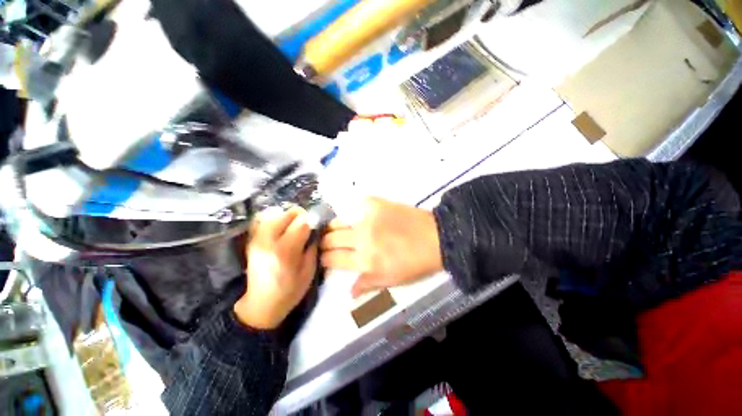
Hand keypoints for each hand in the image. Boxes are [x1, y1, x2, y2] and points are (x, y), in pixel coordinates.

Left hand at [234, 207, 317, 329]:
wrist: (260, 304)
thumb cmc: (290, 290)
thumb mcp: (309, 270)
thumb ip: (313, 246)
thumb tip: (316, 228)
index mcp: (285, 250)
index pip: (302, 222)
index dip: (313, 221)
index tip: (318, 226)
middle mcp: (268, 240)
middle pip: (287, 214)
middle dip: (301, 217)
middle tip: (307, 227)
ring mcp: (257, 239)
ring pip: (276, 214)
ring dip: (289, 218)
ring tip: (295, 229)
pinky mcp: (252, 240)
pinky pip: (265, 221)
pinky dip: (277, 221)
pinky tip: (282, 231)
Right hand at [320, 197, 442, 296]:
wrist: (435, 237)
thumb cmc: (415, 263)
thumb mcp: (392, 280)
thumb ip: (368, 284)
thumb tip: (349, 292)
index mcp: (365, 261)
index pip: (333, 259)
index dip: (324, 259)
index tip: (324, 258)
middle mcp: (361, 238)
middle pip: (331, 239)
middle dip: (324, 243)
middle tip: (327, 244)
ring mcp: (367, 218)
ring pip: (338, 221)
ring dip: (332, 228)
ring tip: (335, 230)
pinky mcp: (375, 203)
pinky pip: (354, 205)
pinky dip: (350, 211)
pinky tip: (353, 216)